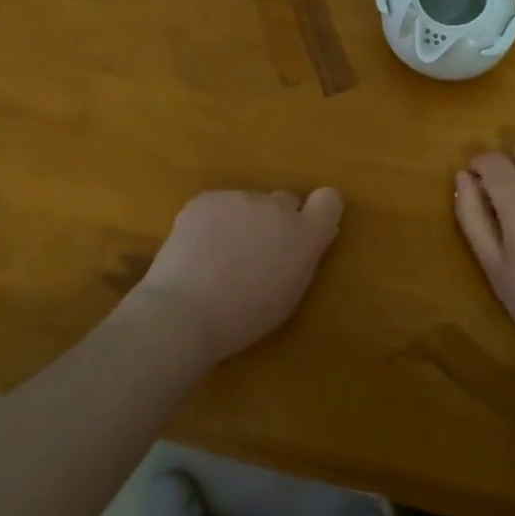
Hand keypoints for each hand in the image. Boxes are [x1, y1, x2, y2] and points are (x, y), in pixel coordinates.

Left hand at [132, 188, 344, 363]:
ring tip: (217, 256)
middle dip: (275, 220)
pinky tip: (196, 248)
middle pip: (284, 201)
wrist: (185, 311)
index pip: (329, 201)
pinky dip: (211, 221)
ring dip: (241, 221)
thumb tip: (306, 239)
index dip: (318, 211)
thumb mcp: (288, 295)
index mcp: (305, 234)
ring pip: (247, 204)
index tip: (305, 229)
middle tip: (254, 252)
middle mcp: (277, 207)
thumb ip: (302, 259)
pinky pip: (217, 204)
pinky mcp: (207, 198)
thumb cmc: (243, 318)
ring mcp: (240, 198)